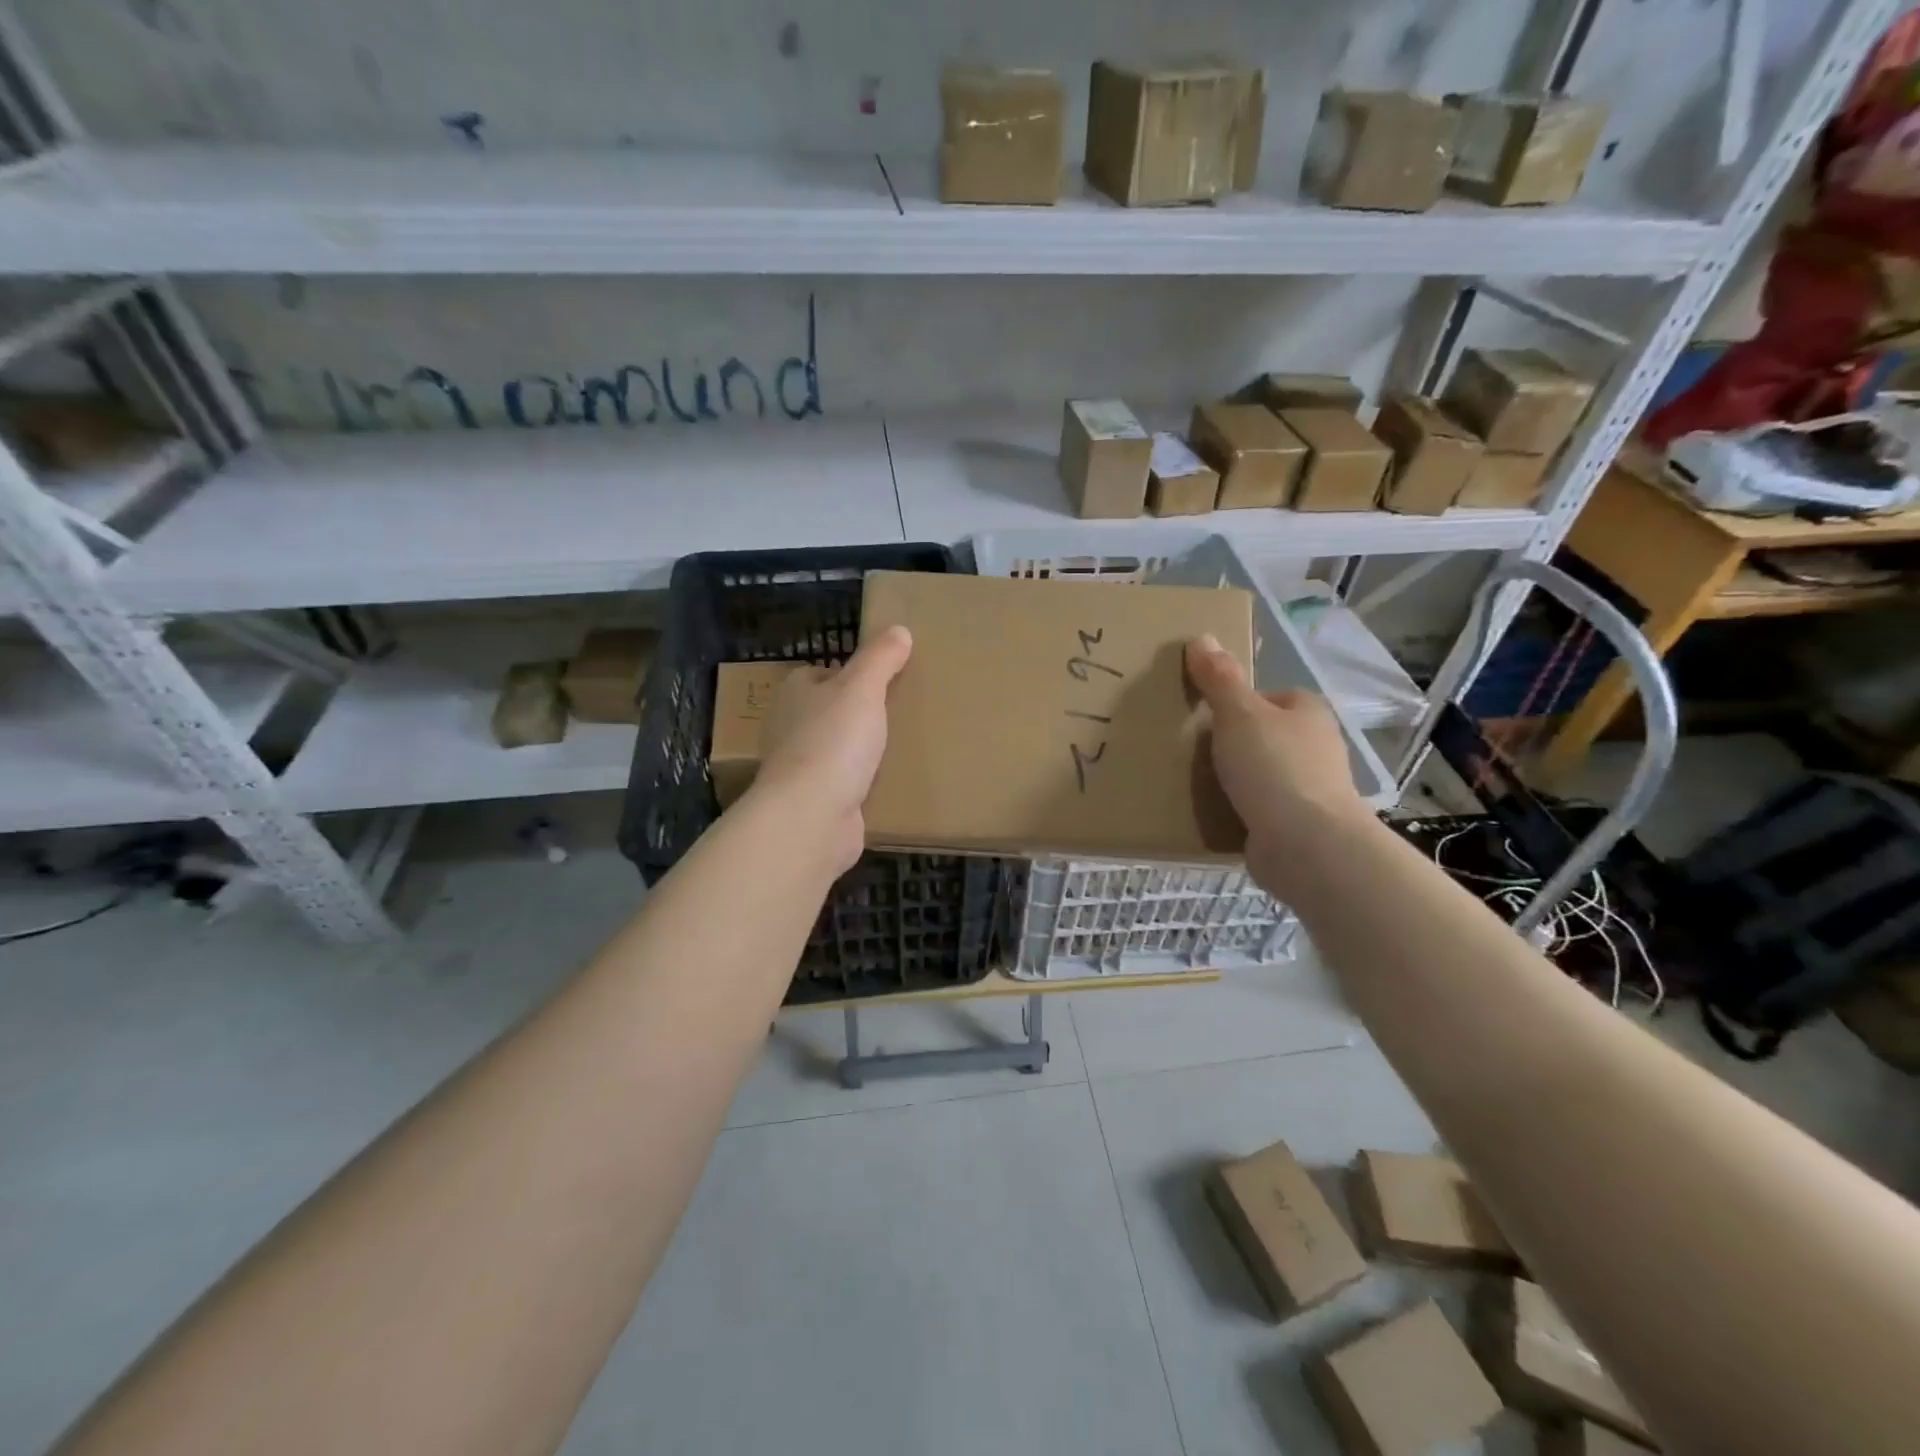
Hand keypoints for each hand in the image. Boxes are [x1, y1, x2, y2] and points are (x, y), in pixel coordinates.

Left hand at [750, 625, 912, 873]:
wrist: (811, 817)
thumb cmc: (833, 742)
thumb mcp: (862, 688)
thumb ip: (880, 658)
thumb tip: (899, 630)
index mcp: (795, 694)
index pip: (821, 674)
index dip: (850, 675)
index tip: (884, 680)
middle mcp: (791, 728)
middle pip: (830, 712)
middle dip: (859, 714)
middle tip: (902, 712)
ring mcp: (801, 769)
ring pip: (838, 750)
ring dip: (863, 751)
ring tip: (903, 746)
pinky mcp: (816, 802)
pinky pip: (846, 785)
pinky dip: (864, 784)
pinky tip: (891, 784)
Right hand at [1185, 634, 1370, 895]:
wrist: (1306, 845)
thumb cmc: (1274, 767)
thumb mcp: (1238, 714)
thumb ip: (1219, 678)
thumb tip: (1201, 637)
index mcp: (1308, 713)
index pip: (1271, 697)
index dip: (1238, 703)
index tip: (1207, 717)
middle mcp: (1316, 747)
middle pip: (1265, 736)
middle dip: (1234, 744)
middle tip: (1193, 750)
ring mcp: (1310, 790)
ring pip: (1262, 774)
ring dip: (1236, 780)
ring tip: (1195, 784)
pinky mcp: (1298, 826)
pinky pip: (1260, 810)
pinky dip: (1239, 812)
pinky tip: (1213, 815)